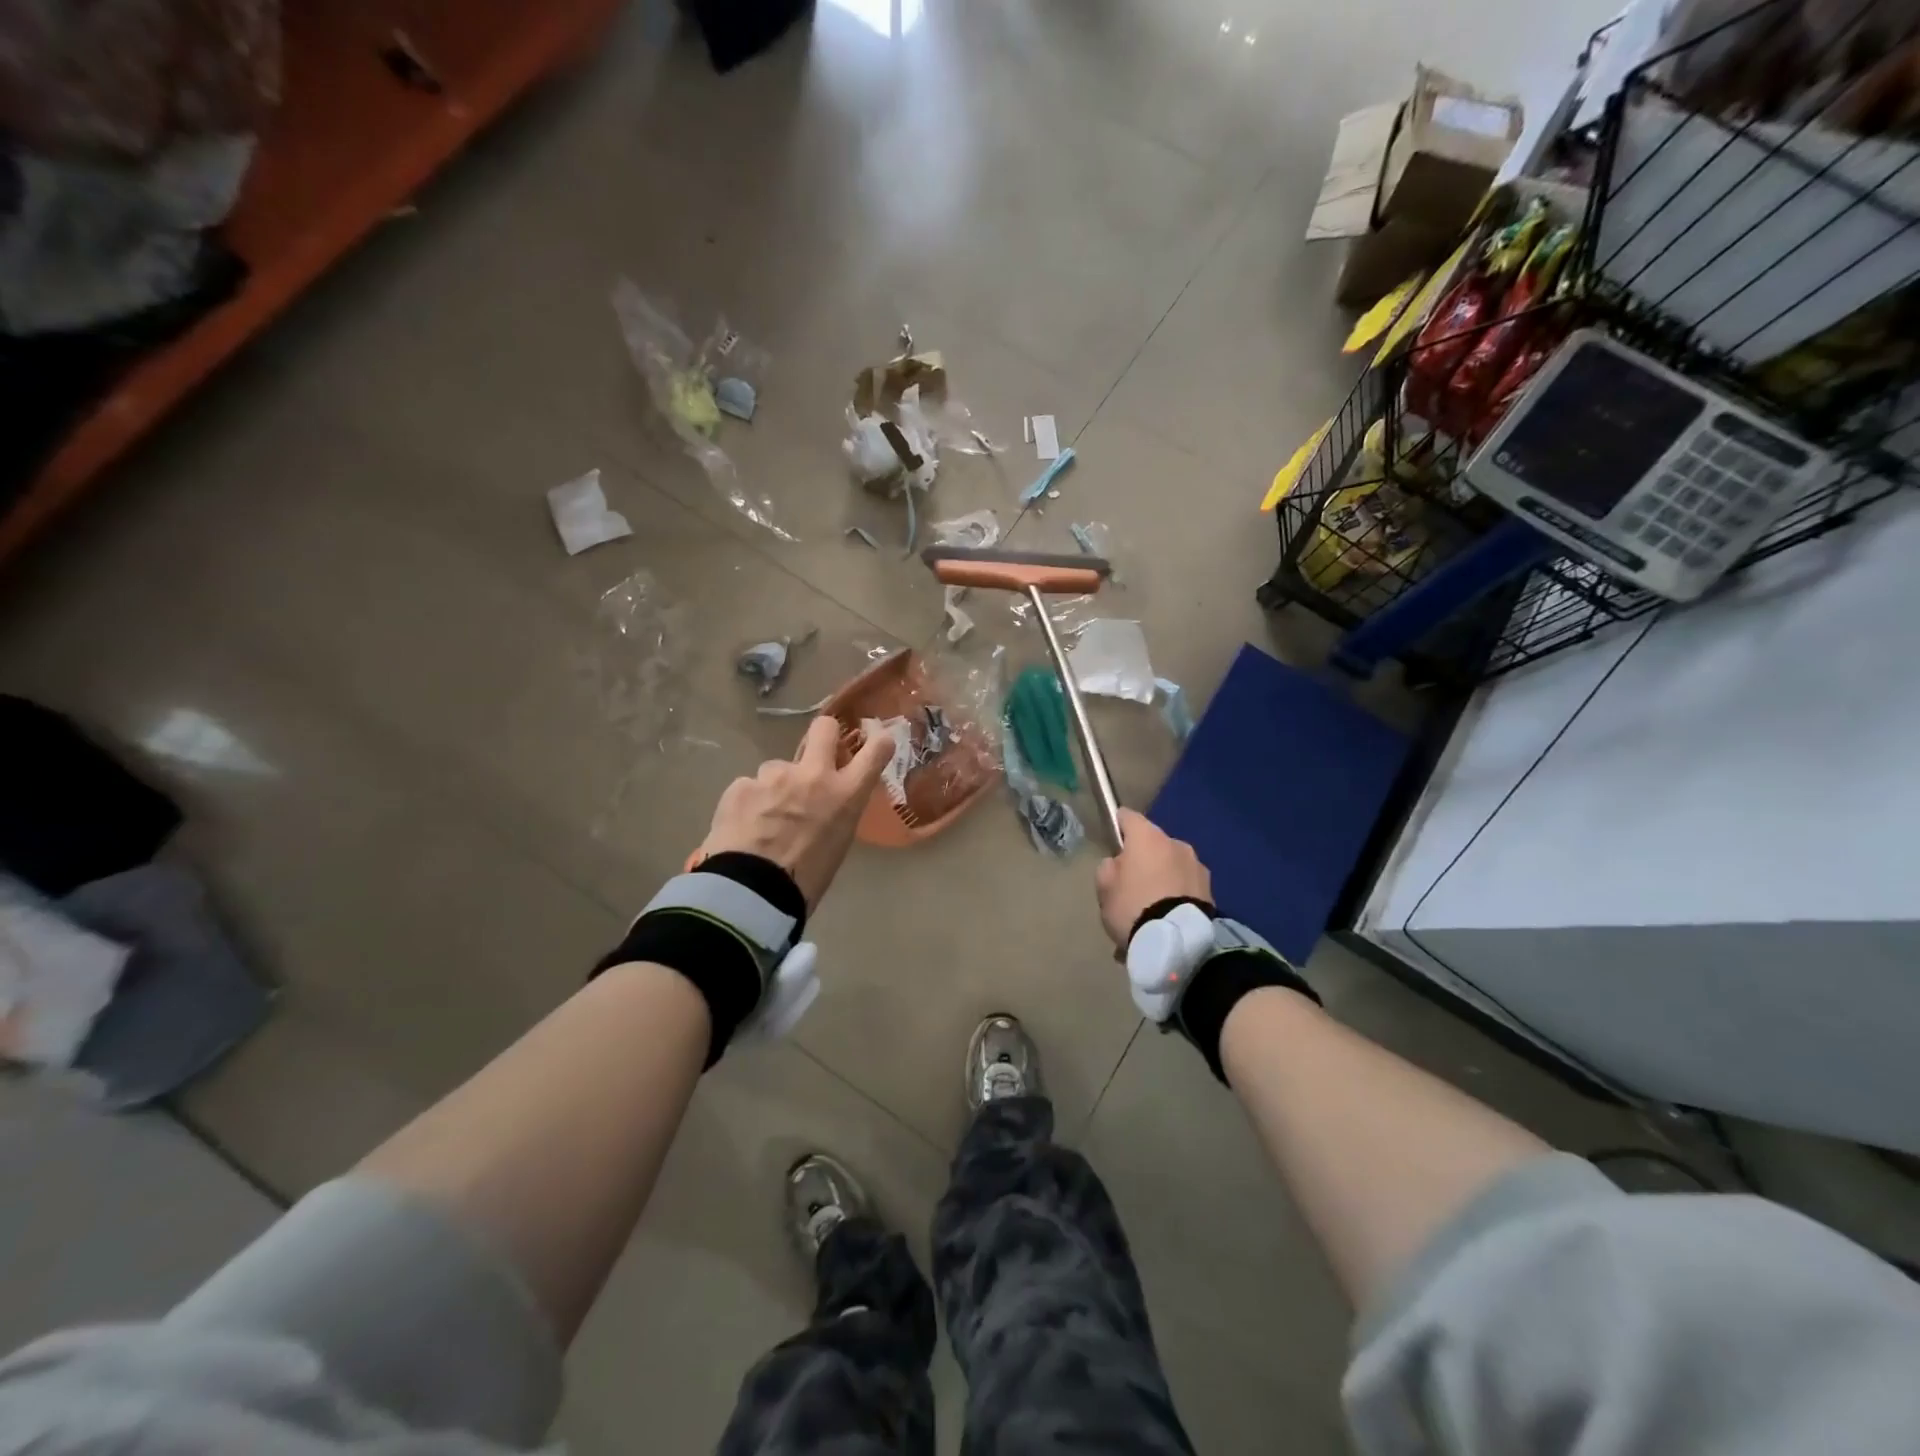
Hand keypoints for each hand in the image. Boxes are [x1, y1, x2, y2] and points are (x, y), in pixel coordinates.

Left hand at [697, 717, 891, 910]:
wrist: (753, 892)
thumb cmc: (806, 880)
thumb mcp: (837, 845)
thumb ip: (834, 813)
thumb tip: (823, 805)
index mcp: (845, 795)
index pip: (874, 752)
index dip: (877, 743)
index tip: (875, 742)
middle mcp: (813, 775)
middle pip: (824, 728)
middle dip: (824, 735)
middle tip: (816, 753)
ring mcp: (774, 776)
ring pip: (777, 768)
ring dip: (775, 786)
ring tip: (764, 819)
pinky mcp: (741, 785)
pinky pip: (748, 788)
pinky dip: (748, 804)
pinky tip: (743, 828)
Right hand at [1095, 809, 1211, 951]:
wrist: (1177, 942)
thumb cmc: (1133, 906)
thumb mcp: (1104, 888)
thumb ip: (1108, 868)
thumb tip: (1119, 864)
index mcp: (1148, 837)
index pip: (1128, 817)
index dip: (1118, 826)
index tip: (1112, 841)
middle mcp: (1176, 844)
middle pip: (1153, 845)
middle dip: (1143, 860)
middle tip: (1131, 886)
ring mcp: (1197, 867)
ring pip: (1171, 867)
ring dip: (1162, 879)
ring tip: (1150, 909)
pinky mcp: (1211, 891)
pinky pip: (1185, 888)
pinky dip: (1175, 897)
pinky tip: (1165, 921)